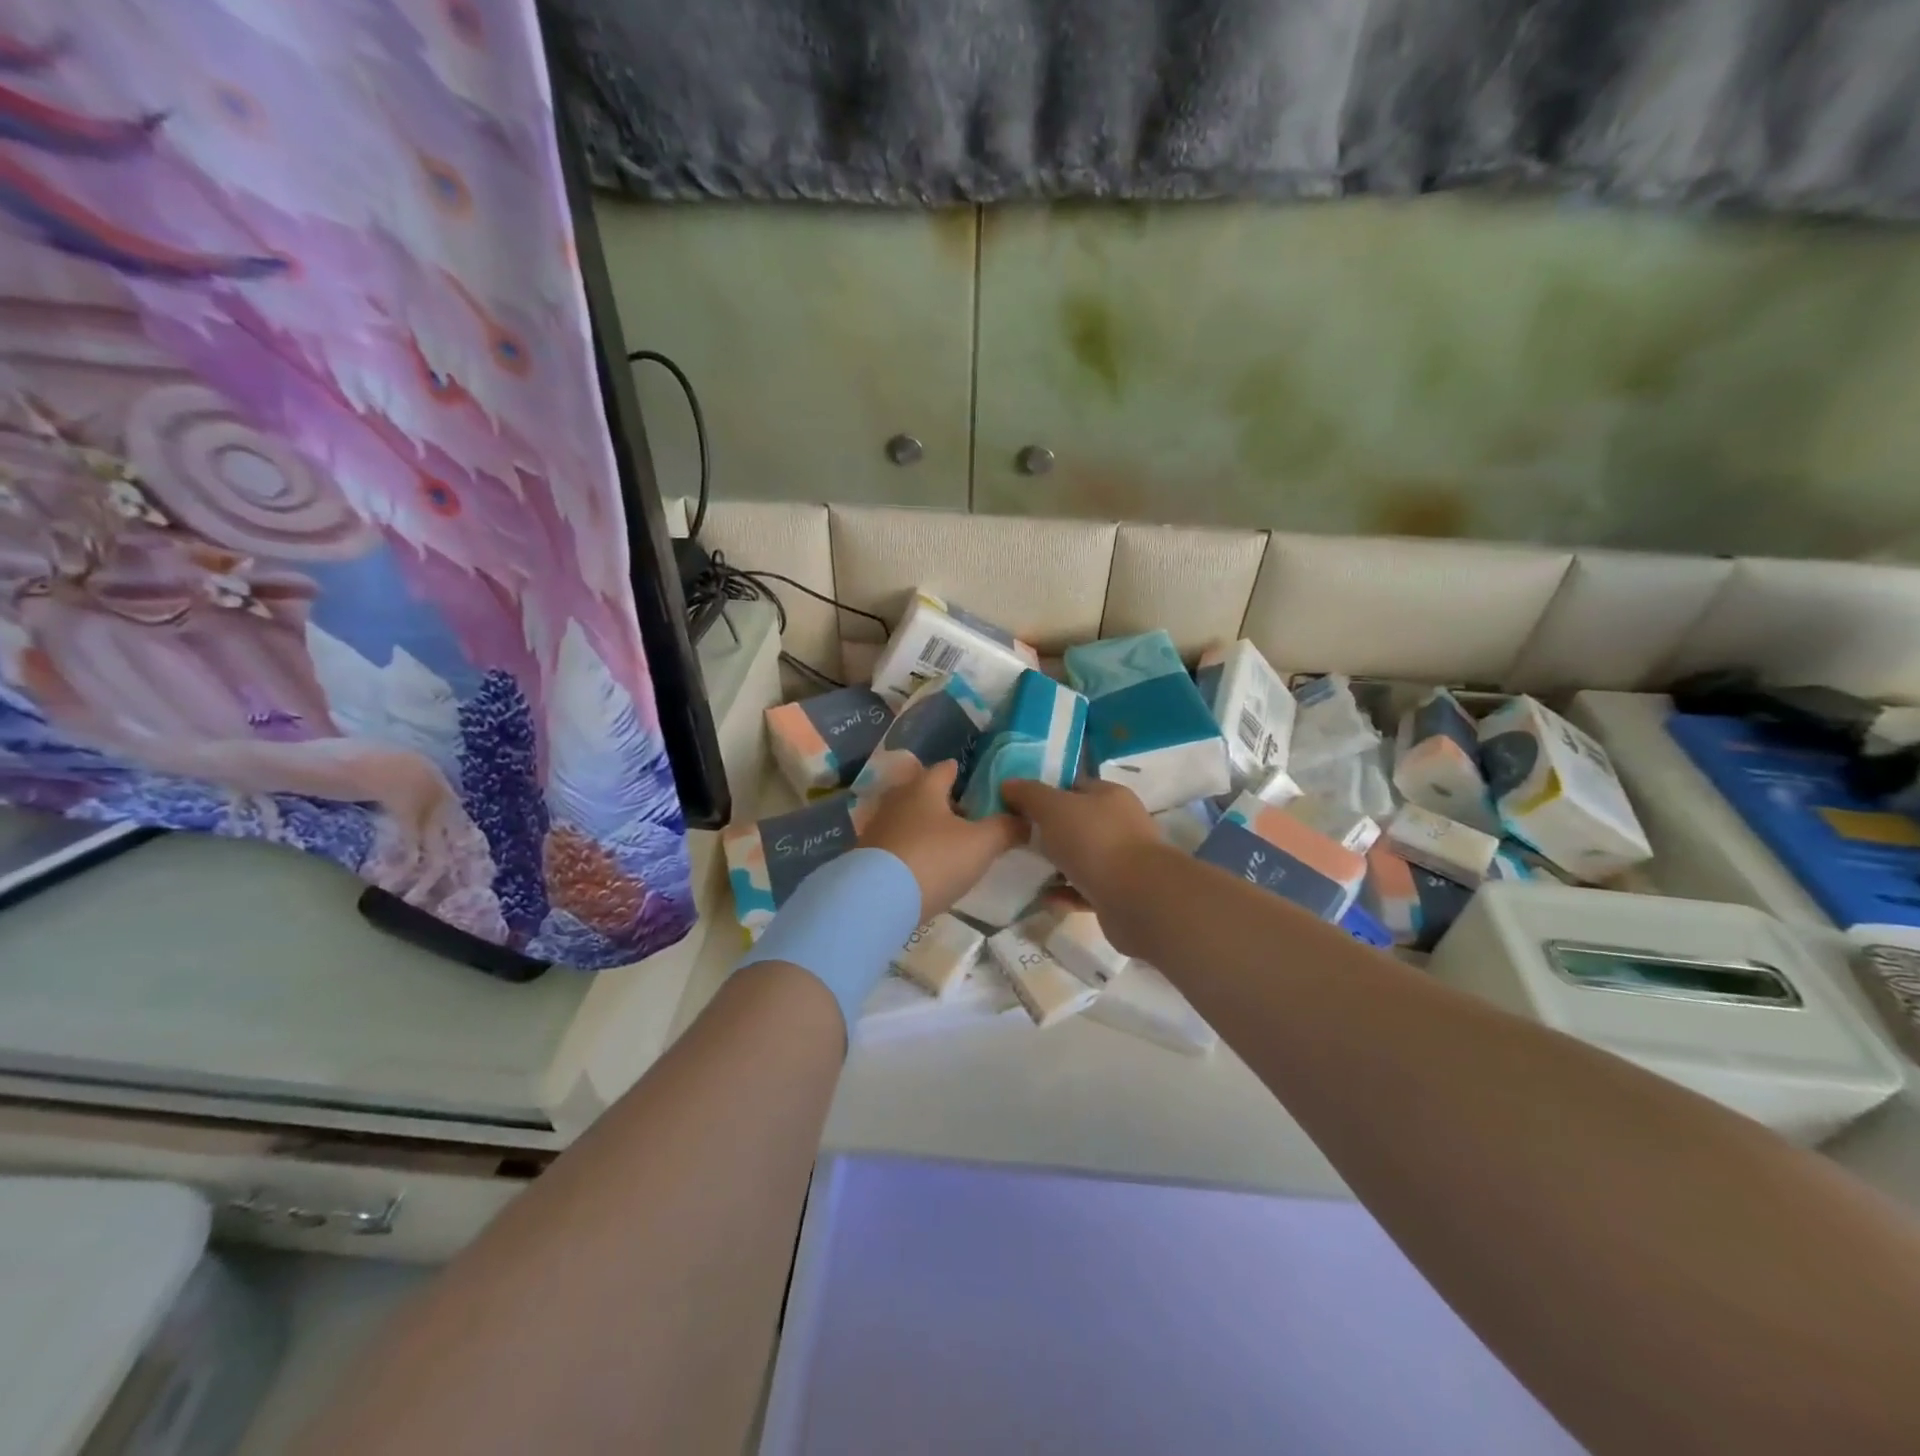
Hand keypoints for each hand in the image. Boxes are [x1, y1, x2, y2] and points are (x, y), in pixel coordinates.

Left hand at [857, 760, 1025, 919]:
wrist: (876, 901)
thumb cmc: (934, 860)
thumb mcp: (982, 844)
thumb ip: (1006, 828)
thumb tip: (1025, 819)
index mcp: (925, 786)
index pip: (946, 768)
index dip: (965, 773)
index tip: (981, 785)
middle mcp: (897, 798)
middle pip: (924, 791)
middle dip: (945, 801)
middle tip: (970, 818)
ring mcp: (878, 826)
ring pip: (909, 817)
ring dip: (927, 827)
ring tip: (950, 844)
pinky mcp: (867, 854)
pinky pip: (896, 842)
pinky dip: (912, 848)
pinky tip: (925, 865)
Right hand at [1000, 778, 1162, 912]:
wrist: (1138, 899)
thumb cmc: (1094, 841)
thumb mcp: (1053, 808)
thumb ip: (1029, 795)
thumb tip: (1008, 784)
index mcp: (1109, 796)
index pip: (1074, 786)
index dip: (1046, 792)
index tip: (1018, 805)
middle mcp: (1120, 824)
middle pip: (1078, 823)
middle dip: (1049, 831)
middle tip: (1018, 840)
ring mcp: (1123, 861)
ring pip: (1082, 858)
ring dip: (1056, 865)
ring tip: (1027, 870)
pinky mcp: (1120, 894)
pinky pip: (1085, 890)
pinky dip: (1066, 893)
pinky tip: (1045, 898)